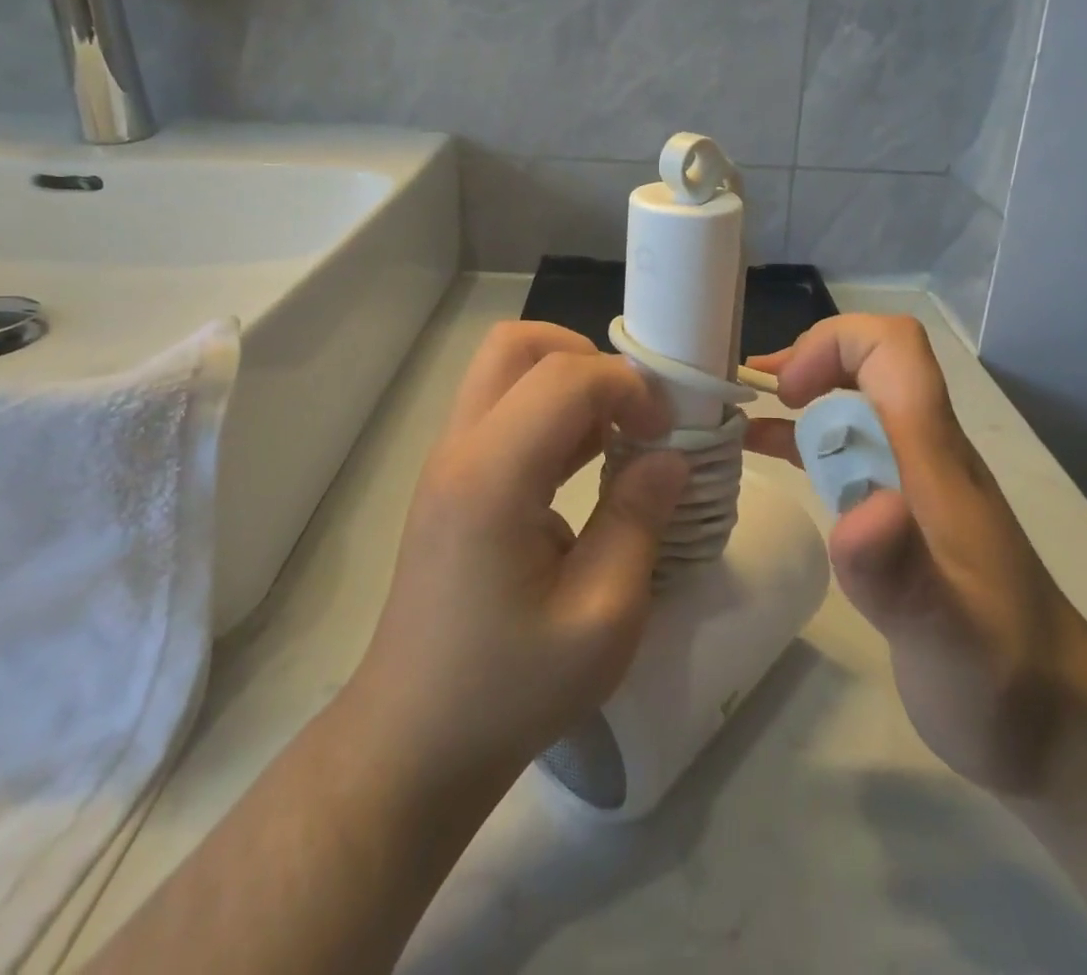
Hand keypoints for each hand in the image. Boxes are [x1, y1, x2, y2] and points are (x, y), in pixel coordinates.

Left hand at [352, 322, 687, 785]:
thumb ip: (639, 521)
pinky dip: (551, 413)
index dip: (627, 385)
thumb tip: (670, 457)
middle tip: (633, 413)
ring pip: (506, 370)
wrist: (415, 741)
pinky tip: (588, 463)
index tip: (667, 430)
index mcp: (492, 477)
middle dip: (588, 359)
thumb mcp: (602, 618)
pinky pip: (503, 410)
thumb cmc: (510, 689)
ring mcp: (449, 462)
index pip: (564, 376)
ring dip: (569, 383)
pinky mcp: (453, 481)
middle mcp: (460, 449)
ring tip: (619, 437)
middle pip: (518, 345)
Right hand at [747, 314, 1086, 792]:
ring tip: (736, 416)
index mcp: (935, 457)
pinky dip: (801, 438)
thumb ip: (901, 571)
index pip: (894, 349)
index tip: (787, 393)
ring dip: (798, 396)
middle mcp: (925, 452)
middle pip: (870, 362)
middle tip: (748, 398)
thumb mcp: (947, 636)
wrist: (1057, 723)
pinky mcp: (901, 512)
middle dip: (806, 361)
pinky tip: (763, 454)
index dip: (834, 345)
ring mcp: (914, 480)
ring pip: (854, 402)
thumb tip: (863, 507)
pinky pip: (847, 449)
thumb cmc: (1001, 675)